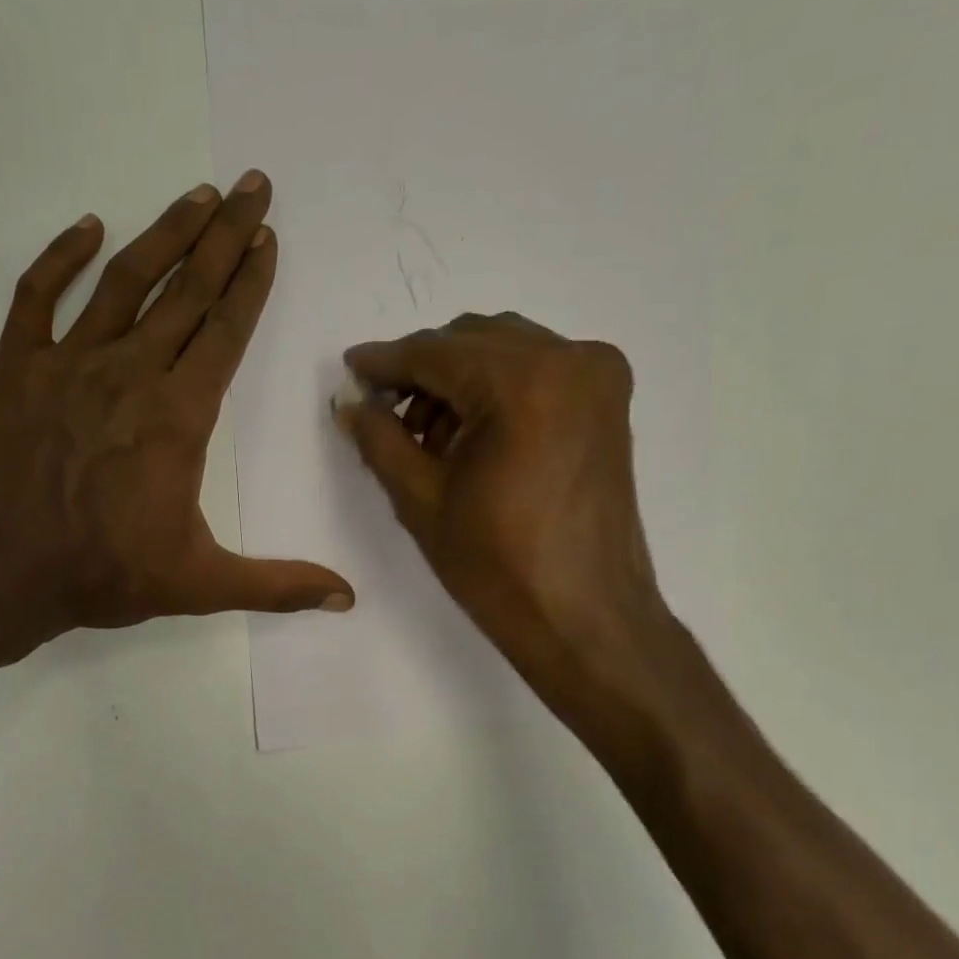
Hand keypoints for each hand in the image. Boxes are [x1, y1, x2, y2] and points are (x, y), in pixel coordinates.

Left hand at [0, 173, 352, 665]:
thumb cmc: (103, 573)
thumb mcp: (201, 584)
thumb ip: (278, 584)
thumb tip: (348, 598)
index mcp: (178, 416)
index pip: (226, 332)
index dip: (250, 282)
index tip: (268, 236)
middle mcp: (130, 373)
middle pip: (187, 291)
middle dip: (224, 235)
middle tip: (252, 185)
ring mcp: (67, 363)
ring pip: (124, 281)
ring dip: (164, 234)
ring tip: (196, 194)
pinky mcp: (14, 368)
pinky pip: (37, 296)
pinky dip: (60, 257)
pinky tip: (89, 227)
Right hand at [332, 313, 677, 702]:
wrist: (584, 618)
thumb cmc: (498, 568)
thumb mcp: (422, 500)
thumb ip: (380, 439)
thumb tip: (350, 403)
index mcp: (523, 382)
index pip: (436, 352)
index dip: (386, 361)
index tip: (351, 369)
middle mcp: (570, 360)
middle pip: (473, 340)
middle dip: (423, 370)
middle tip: (384, 411)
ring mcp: (598, 378)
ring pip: (506, 351)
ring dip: (459, 379)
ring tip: (427, 437)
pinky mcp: (608, 402)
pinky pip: (538, 371)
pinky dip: (498, 388)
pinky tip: (471, 435)